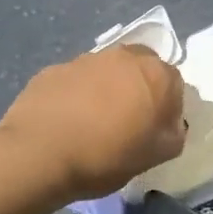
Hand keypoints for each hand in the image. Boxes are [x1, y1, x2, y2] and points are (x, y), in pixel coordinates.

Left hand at [0, 46, 186, 201]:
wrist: (38, 155)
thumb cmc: (106, 156)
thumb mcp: (155, 156)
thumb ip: (174, 134)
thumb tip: (171, 124)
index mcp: (156, 75)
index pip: (174, 85)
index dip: (167, 108)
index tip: (155, 130)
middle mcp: (124, 57)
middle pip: (141, 69)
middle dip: (139, 89)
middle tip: (128, 121)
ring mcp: (86, 59)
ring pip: (107, 71)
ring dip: (107, 89)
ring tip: (94, 123)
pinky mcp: (54, 69)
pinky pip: (75, 81)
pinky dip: (77, 95)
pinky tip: (67, 121)